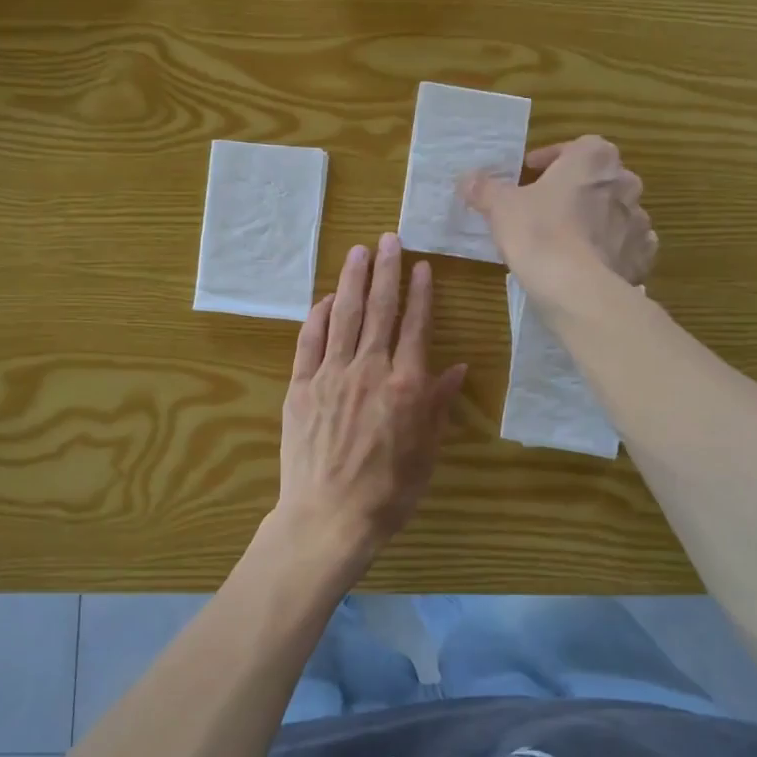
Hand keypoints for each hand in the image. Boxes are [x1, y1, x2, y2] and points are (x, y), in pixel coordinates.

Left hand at [262, 233, 467, 581]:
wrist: (328, 517)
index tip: (421, 265)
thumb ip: (438, 404)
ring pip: (344, 316)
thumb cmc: (388, 491)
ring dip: (352, 281)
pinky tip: (324, 299)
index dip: (420, 293)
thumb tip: (455, 366)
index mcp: (405, 385)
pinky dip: (317, 317)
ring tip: (357, 251)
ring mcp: (330, 375)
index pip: (416, 326)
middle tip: (388, 239)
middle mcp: (369, 370)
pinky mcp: (300, 386)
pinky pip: (309, 342)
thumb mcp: (427, 451)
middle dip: (385, 271)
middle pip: (380, 310)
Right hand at [461, 135, 655, 300]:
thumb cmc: (539, 233)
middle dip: (575, 189)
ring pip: (615, 213)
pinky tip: (590, 262)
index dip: (550, 160)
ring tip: (567, 239)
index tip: (530, 174)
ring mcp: (639, 221)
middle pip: (598, 179)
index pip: (575, 147)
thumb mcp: (500, 207)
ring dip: (595, 219)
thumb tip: (467, 179)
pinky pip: (627, 246)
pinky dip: (611, 249)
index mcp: (594, 159)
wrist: (577, 289)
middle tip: (546, 207)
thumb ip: (484, 188)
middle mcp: (625, 183)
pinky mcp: (643, 256)